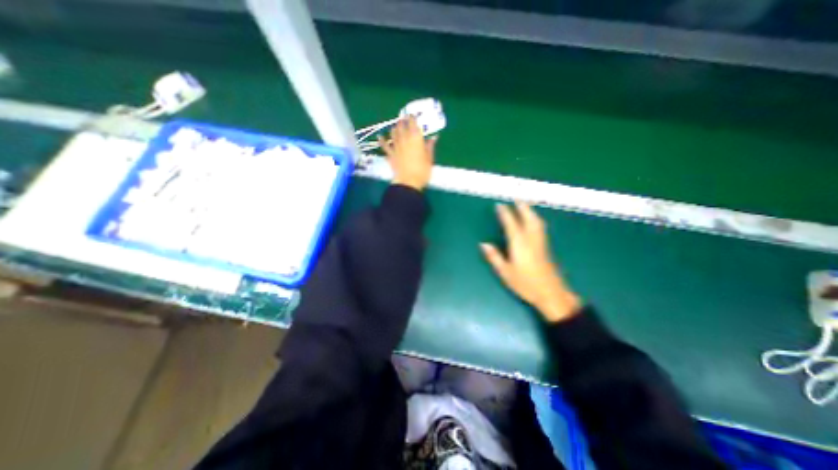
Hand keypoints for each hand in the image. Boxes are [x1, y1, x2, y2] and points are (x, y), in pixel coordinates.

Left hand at [377, 116, 435, 189]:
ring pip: (394, 134)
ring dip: (394, 128)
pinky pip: (385, 146)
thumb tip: (434, 137)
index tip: (412, 114)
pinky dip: (382, 141)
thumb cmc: (422, 171)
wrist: (408, 182)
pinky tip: (379, 136)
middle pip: (402, 127)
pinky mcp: (390, 155)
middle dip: (403, 121)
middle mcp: (405, 140)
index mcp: (416, 139)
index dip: (412, 118)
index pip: (413, 125)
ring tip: (395, 125)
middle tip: (403, 117)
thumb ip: (430, 147)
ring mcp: (396, 147)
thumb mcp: (430, 159)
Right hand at [477, 201, 583, 321]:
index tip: (500, 205)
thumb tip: (484, 244)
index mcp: (519, 244)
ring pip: (537, 222)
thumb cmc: (526, 284)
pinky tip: (534, 220)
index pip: (511, 224)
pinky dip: (536, 219)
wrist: (551, 293)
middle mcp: (531, 240)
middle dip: (522, 207)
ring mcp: (540, 242)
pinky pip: (540, 227)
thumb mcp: (505, 273)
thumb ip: (495, 257)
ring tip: (525, 205)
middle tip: (516, 198)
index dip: (505, 214)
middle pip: (528, 218)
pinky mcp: (546, 247)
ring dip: (530, 211)